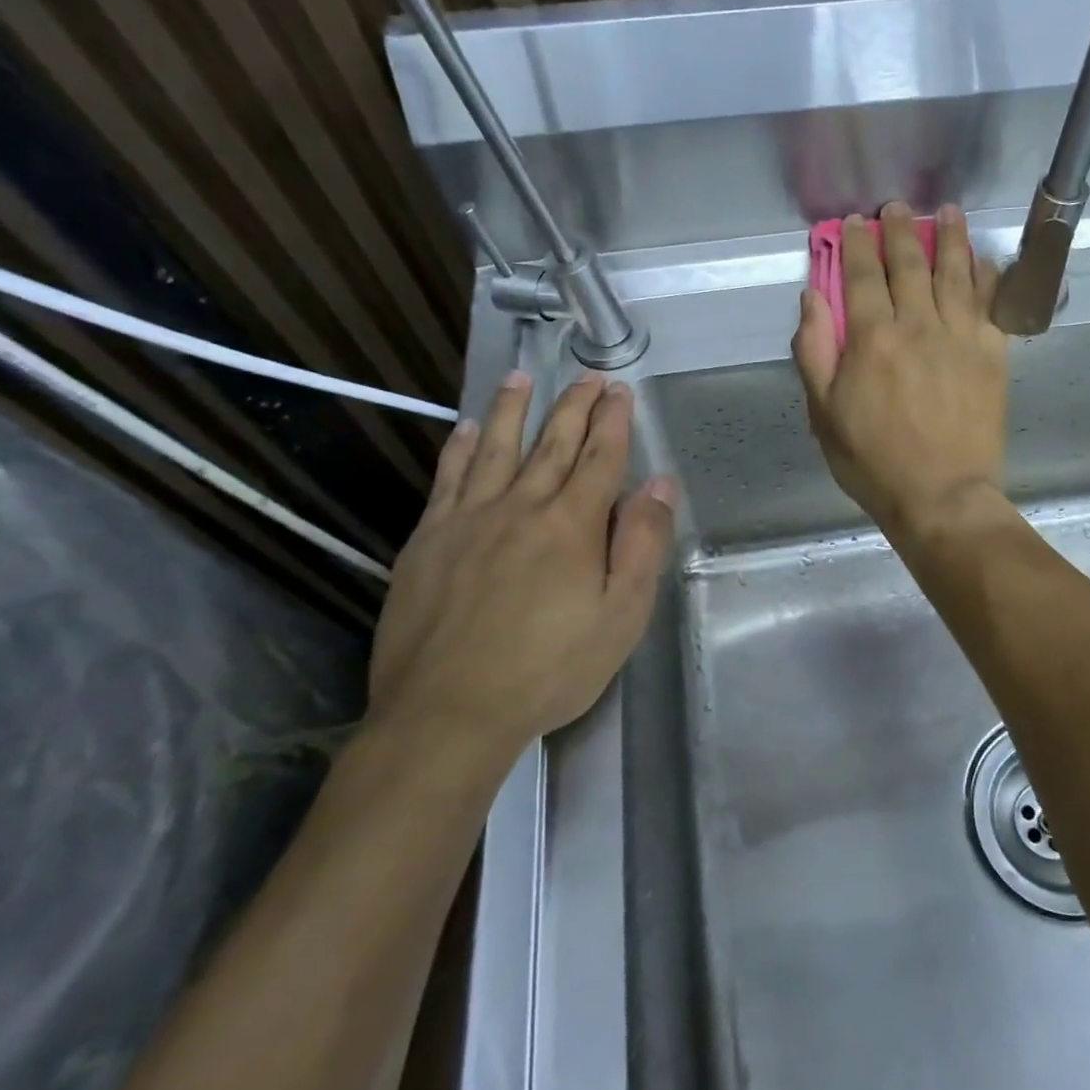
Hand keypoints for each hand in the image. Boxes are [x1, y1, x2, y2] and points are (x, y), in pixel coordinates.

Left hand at [368, 374, 676, 751]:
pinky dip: (460, 449)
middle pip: (553, 444)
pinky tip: (467, 428)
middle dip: (574, 406)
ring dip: (513, 410)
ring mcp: (469, 520)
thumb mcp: (621, 616)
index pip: (600, 458)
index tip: (619, 390)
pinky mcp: (429, 540)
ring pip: (496, 448)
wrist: (448, 712)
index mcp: (572, 525)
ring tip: (522, 377)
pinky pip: (448, 480)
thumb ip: (642, 545)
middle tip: (586, 376)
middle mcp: (522, 507)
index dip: (613, 421)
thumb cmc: (549, 669)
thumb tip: (660, 484)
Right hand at [792, 202, 1007, 538]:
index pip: (861, 276)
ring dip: (950, 237)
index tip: (854, 222)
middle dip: (901, 229)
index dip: (856, 244)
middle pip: (910, 263)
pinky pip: (991, 303)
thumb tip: (812, 298)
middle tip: (898, 207)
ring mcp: (960, 337)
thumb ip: (814, 352)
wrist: (942, 496)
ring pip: (955, 272)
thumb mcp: (824, 414)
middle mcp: (918, 326)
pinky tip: (983, 258)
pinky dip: (987, 275)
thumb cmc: (874, 461)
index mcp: (872, 339)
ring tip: (948, 211)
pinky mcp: (992, 354)